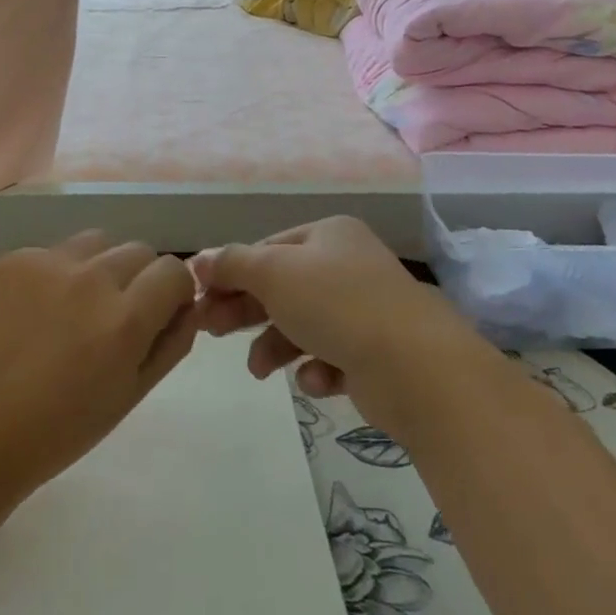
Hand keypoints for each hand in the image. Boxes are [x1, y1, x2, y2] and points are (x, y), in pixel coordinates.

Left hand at [0, 232, 200, 519]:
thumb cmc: (54, 434)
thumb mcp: (128, 397)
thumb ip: (170, 344)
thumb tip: (189, 305)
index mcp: (124, 320)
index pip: (175, 270)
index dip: (174, 292)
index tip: (159, 314)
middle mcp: (89, 279)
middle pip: (139, 251)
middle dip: (139, 280)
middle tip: (112, 318)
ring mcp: (44, 263)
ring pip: (98, 242)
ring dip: (100, 267)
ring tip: (73, 308)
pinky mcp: (9, 260)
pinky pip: (53, 250)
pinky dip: (56, 273)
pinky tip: (33, 311)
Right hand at [190, 216, 487, 435]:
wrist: (415, 366)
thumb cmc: (337, 304)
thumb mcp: (274, 273)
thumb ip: (233, 264)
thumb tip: (199, 260)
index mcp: (329, 235)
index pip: (268, 248)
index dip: (231, 271)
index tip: (200, 298)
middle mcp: (348, 266)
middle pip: (282, 286)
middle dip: (246, 309)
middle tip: (210, 330)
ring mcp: (365, 310)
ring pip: (302, 324)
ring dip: (274, 345)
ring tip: (260, 370)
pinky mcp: (375, 353)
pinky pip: (330, 357)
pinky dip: (316, 368)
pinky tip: (316, 379)